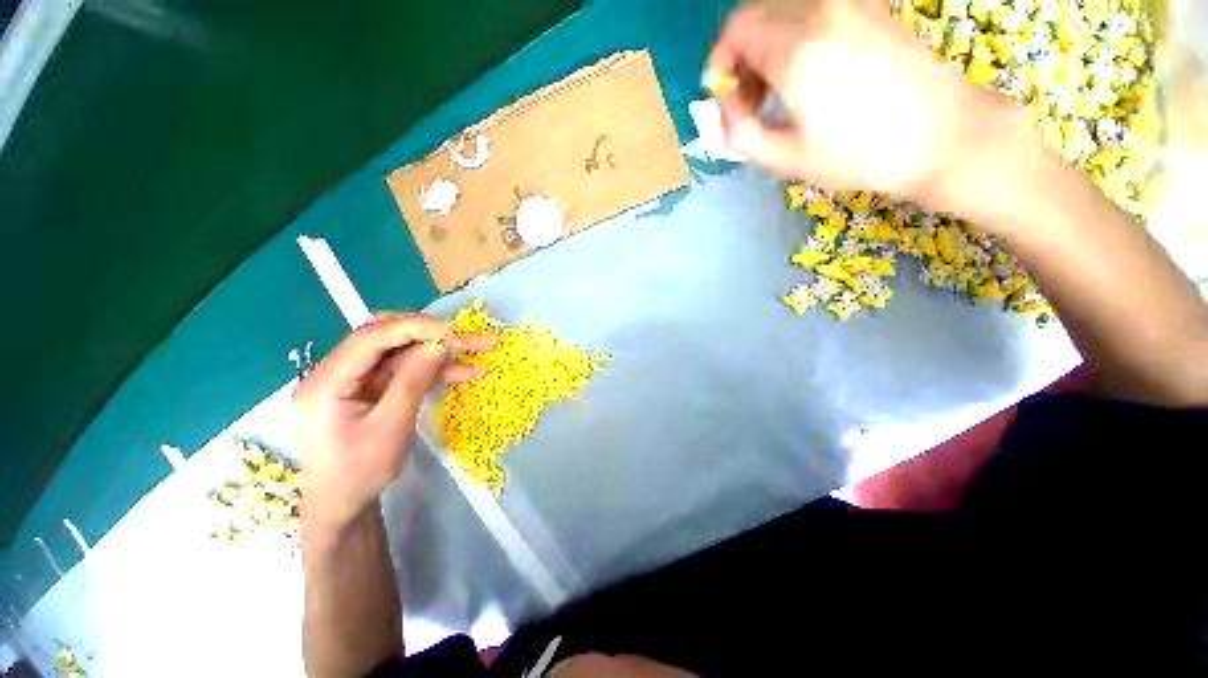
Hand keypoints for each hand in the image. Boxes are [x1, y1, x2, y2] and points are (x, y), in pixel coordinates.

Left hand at [295, 314, 494, 537]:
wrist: (343, 503)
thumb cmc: (360, 471)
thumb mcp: (390, 427)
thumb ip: (413, 380)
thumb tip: (439, 344)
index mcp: (327, 381)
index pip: (371, 337)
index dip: (414, 327)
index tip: (453, 329)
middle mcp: (337, 371)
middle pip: (387, 337)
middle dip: (431, 333)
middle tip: (469, 336)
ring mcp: (356, 378)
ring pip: (403, 351)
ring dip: (441, 350)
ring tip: (479, 349)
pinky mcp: (372, 386)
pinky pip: (406, 369)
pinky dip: (435, 369)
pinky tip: (466, 371)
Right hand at [710, 0, 1023, 209]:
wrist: (943, 135)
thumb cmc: (862, 155)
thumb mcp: (788, 159)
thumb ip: (743, 137)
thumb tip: (724, 119)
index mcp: (798, 50)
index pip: (736, 29)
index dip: (721, 63)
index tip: (726, 98)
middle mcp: (821, 13)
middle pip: (757, 16)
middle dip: (742, 58)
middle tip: (749, 101)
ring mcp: (850, 6)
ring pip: (784, 13)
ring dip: (767, 49)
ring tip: (776, 93)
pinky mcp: (870, 11)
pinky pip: (814, 13)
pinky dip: (795, 39)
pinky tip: (805, 75)